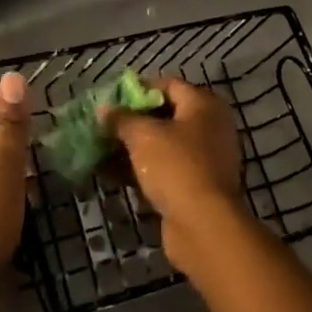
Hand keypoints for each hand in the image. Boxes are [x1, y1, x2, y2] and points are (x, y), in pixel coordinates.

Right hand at [103, 78, 246, 278]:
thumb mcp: (143, 136)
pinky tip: (113, 175)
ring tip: (101, 150)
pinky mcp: (197, 187)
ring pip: (163, 146)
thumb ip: (122, 119)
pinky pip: (165, 170)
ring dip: (133, 148)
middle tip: (104, 126)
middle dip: (133, 121)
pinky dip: (142, 170)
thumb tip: (103, 109)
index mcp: (204, 105)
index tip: (111, 100)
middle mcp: (210, 128)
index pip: (168, 85)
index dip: (138, 89)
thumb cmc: (176, 166)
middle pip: (166, 116)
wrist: (204, 226)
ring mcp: (206, 160)